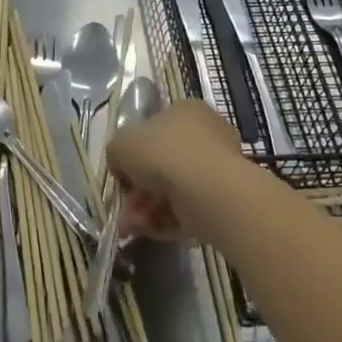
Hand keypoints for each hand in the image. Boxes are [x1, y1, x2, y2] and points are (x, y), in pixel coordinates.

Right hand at [104, 98, 246, 242]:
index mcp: (186, 110)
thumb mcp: (121, 144)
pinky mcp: (224, 199)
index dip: (135, 151)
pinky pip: (189, 208)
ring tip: (132, 226)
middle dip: (140, 189)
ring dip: (149, 208)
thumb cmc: (162, 153)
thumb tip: (121, 166)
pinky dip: (167, 220)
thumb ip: (116, 152)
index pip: (156, 128)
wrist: (206, 189)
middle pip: (164, 162)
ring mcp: (218, 168)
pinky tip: (150, 231)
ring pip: (174, 189)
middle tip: (125, 207)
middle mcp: (207, 134)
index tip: (122, 173)